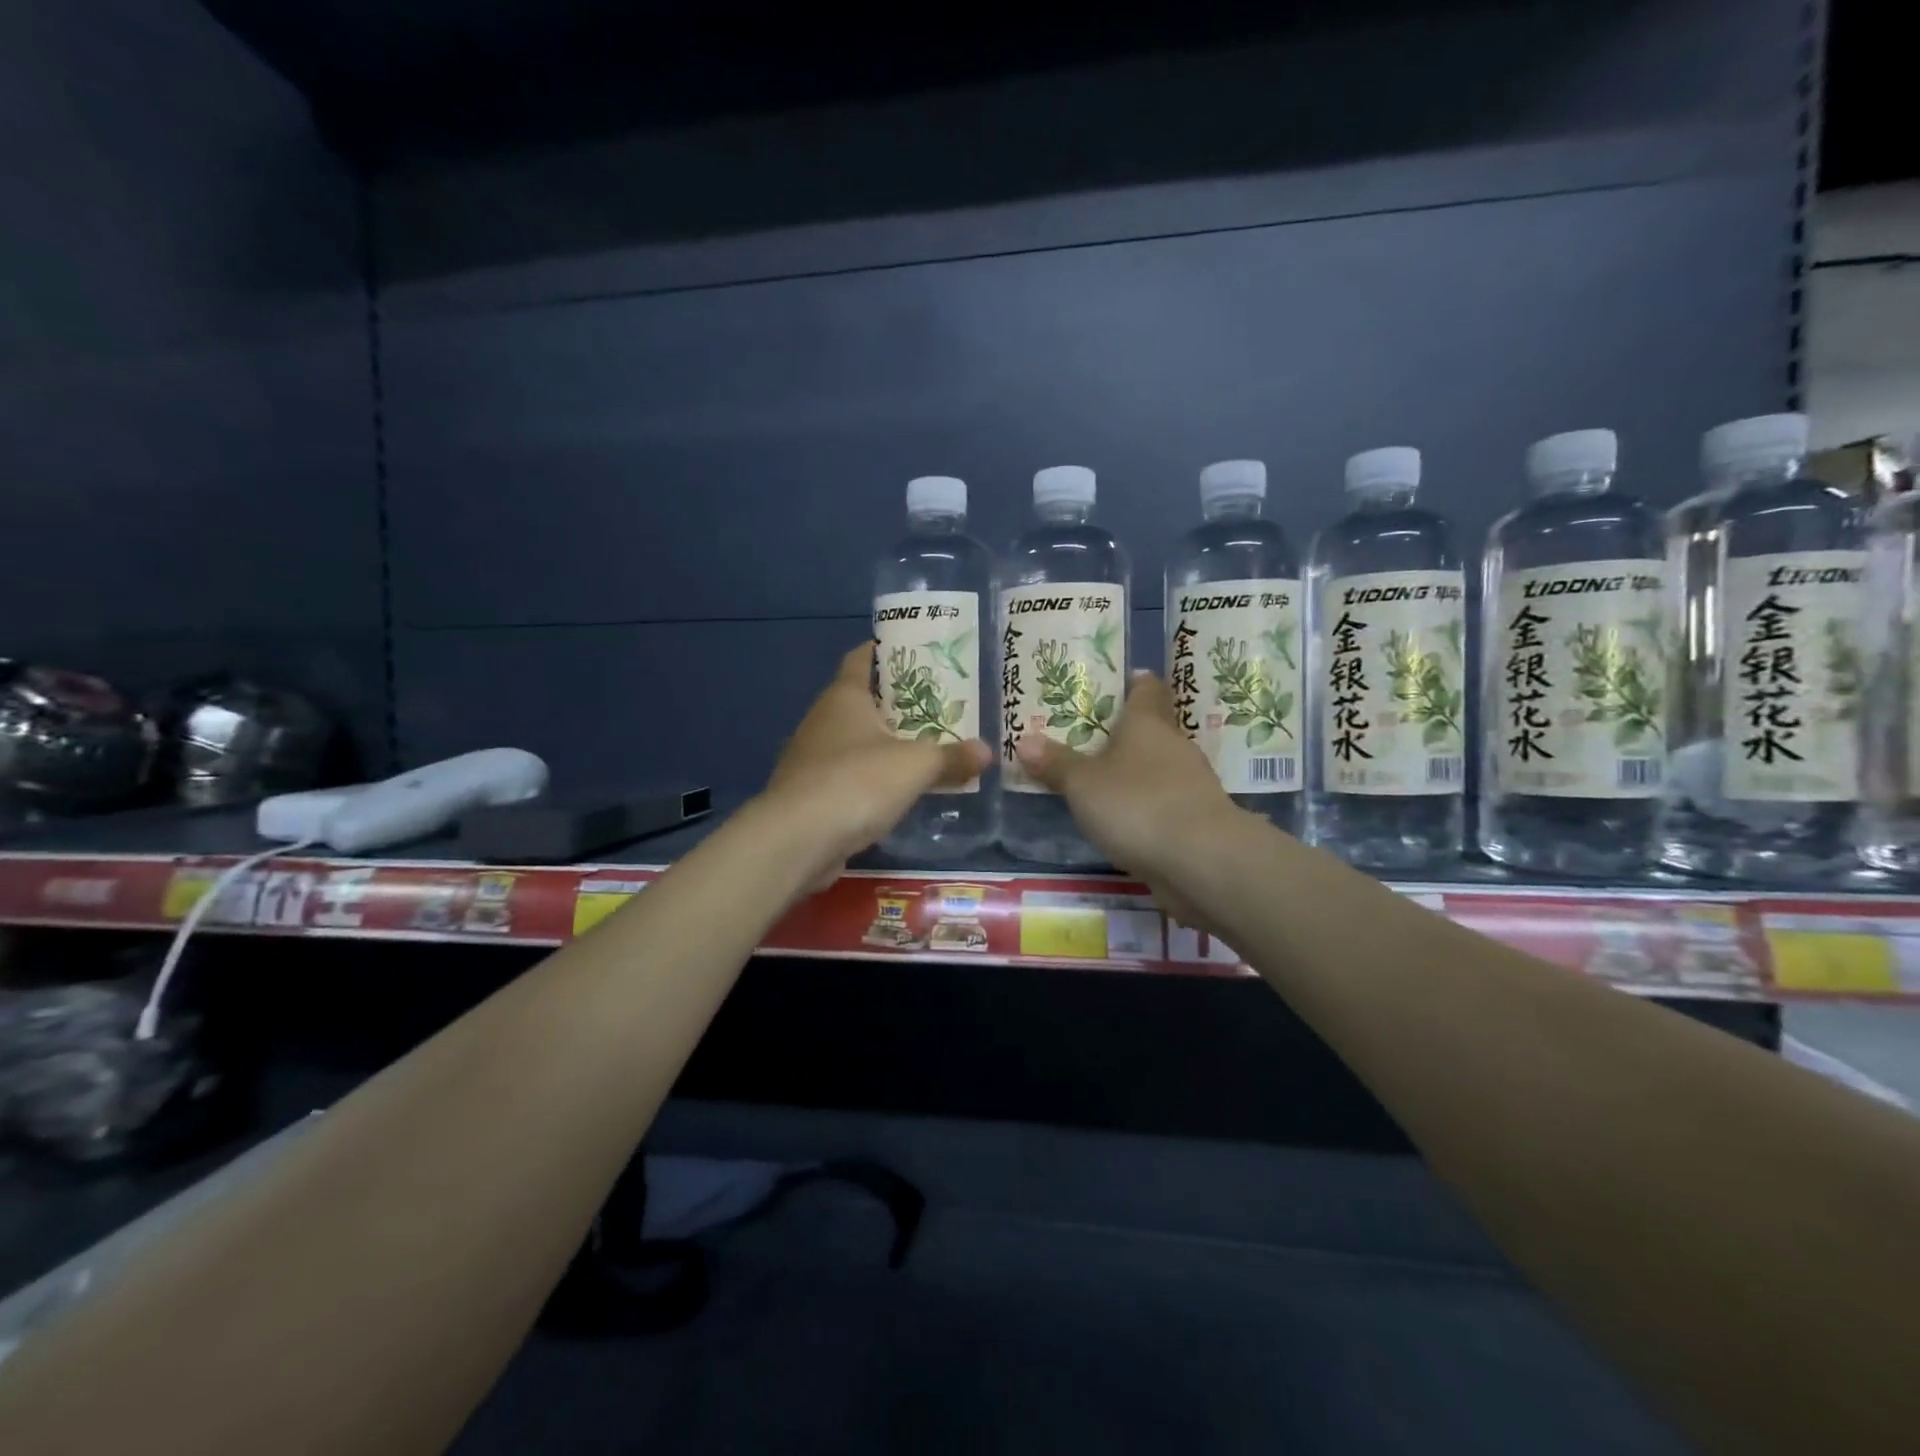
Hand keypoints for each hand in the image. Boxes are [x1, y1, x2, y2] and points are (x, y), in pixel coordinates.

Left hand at [762, 642, 990, 888]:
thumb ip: (951, 756)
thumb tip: (986, 751)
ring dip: (888, 744)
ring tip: (928, 747)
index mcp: (844, 696)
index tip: (920, 653)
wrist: (797, 841)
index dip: (888, 650)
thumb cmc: (857, 782)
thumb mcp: (915, 766)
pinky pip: (850, 776)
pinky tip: (900, 791)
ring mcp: (813, 758)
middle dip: (900, 702)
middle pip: (864, 701)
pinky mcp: (812, 795)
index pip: (863, 657)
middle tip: (941, 704)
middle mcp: (823, 720)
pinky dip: (874, 779)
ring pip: (857, 741)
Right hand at [1014, 672, 1245, 927]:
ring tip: (1105, 781)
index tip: (1125, 680)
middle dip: (1128, 733)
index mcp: (1147, 724)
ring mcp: (1191, 784)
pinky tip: (1128, 820)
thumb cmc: (1136, 804)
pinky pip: (1166, 802)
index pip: (1147, 690)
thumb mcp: (1083, 785)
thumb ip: (1056, 764)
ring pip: (1160, 767)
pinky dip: (1148, 806)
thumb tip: (1024, 740)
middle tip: (1094, 736)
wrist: (1201, 860)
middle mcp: (1174, 746)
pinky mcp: (1198, 820)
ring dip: (1138, 773)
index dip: (1136, 683)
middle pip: (1153, 729)